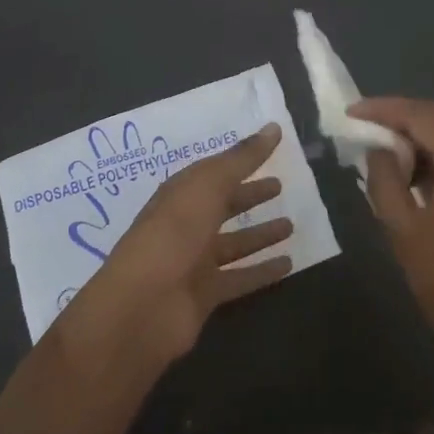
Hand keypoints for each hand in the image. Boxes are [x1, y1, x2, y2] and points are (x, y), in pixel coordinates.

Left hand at [64, 123, 294, 369]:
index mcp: (180, 194)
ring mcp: (194, 262)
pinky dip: (262, 271)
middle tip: (280, 186)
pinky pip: (240, 278)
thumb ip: (242, 159)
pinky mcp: (205, 294)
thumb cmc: (173, 234)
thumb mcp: (208, 186)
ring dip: (260, 234)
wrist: (142, 306)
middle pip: (222, 206)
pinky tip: (289, 264)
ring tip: (291, 225)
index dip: (240, 161)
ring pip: (234, 243)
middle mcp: (186, 225)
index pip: (214, 172)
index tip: (272, 150)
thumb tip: (273, 126)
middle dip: (249, 195)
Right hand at [353, 99, 433, 409]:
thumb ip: (385, 180)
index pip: (425, 116)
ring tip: (385, 149)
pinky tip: (415, 172)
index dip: (386, 110)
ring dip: (423, 136)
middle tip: (366, 125)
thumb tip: (380, 149)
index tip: (352, 112)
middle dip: (404, 117)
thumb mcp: (404, 230)